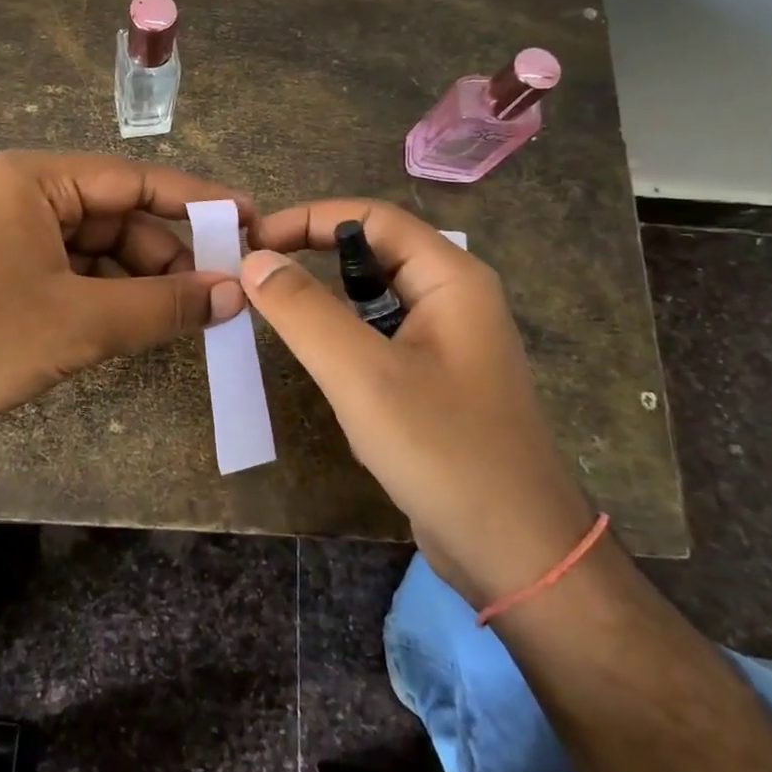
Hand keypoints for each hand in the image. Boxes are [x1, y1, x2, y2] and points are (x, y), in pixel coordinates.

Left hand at [0, 151, 250, 445]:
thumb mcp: (80, 323)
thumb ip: (163, 306)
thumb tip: (232, 295)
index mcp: (35, 178)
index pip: (136, 179)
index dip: (198, 202)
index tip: (251, 219)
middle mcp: (20, 191)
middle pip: (115, 215)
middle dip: (166, 256)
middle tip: (217, 296)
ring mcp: (4, 229)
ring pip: (93, 248)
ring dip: (136, 281)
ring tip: (179, 319)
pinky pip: (66, 269)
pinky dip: (101, 295)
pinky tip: (129, 325)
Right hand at [243, 200, 596, 608]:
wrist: (517, 554)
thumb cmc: (444, 451)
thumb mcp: (363, 375)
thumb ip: (304, 311)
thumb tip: (255, 260)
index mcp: (452, 279)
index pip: (373, 217)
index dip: (310, 218)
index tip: (255, 240)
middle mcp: (454, 299)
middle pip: (374, 253)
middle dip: (313, 255)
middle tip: (255, 274)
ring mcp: (448, 343)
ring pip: (373, 299)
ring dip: (325, 300)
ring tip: (273, 314)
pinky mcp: (436, 382)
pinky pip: (380, 339)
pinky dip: (342, 339)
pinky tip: (319, 366)